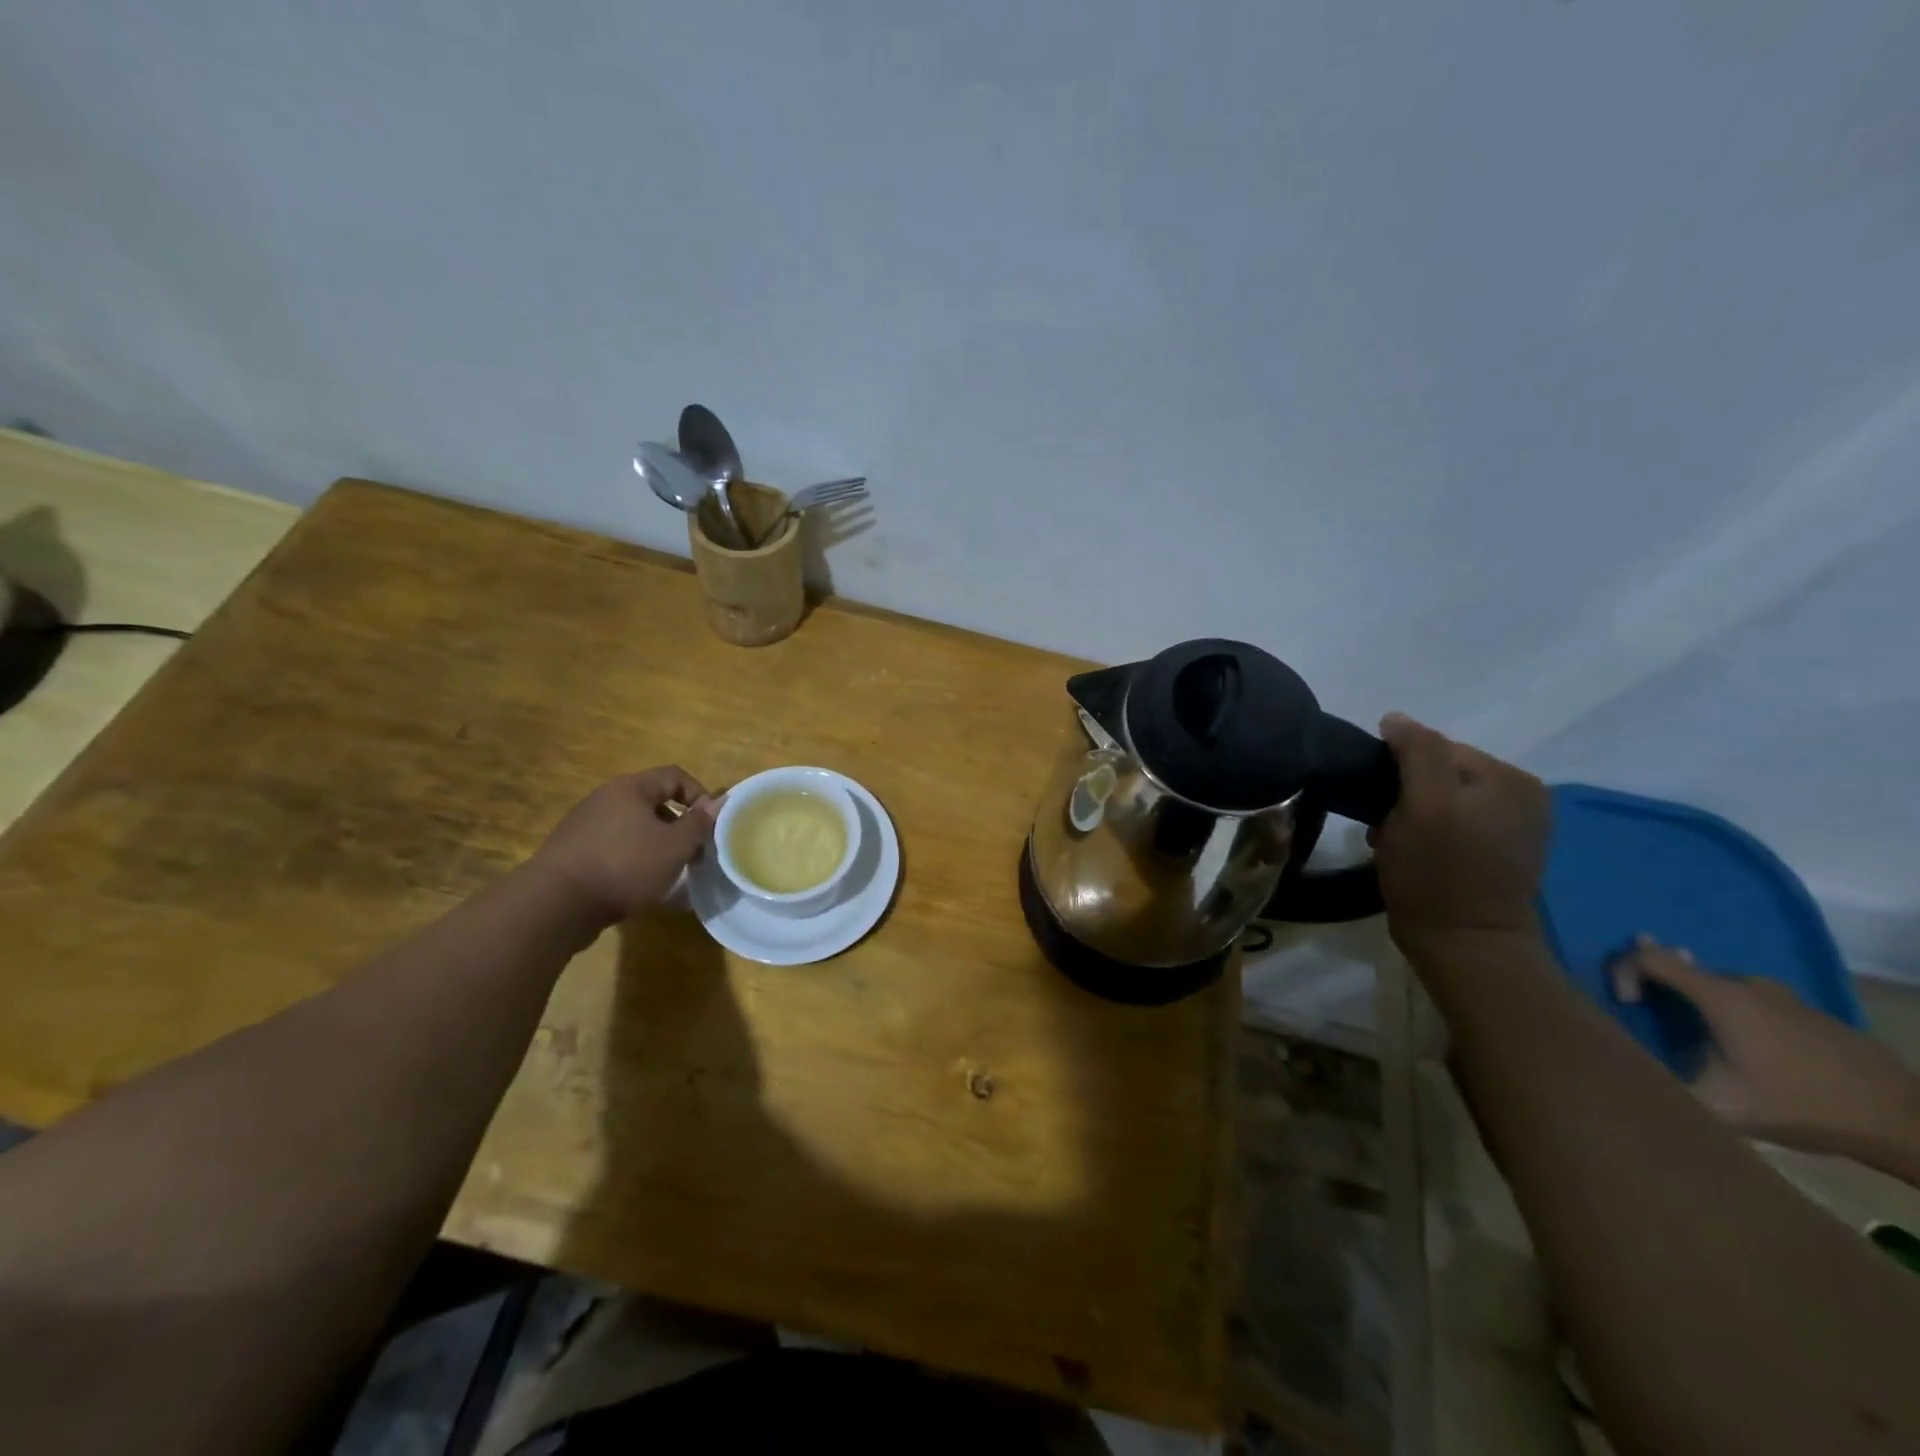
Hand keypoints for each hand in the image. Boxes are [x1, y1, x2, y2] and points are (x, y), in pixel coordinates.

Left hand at [530, 766, 719, 925]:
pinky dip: (632, 859)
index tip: (710, 825)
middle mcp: (605, 798)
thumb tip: (717, 804)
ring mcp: (584, 824)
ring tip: (668, 872)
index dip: (700, 795)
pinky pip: (613, 846)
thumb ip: (699, 823)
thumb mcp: (674, 847)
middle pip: (653, 802)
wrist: (555, 904)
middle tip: (692, 852)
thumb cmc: (624, 866)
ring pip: (633, 826)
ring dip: (656, 844)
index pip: (675, 776)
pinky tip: (637, 885)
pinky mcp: (572, 851)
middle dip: (678, 825)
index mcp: (630, 788)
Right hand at [1372, 713, 1551, 955]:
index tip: (1382, 806)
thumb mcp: (1423, 804)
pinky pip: (1453, 825)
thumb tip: (1396, 719)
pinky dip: (1428, 834)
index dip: (1399, 772)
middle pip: (1440, 774)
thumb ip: (1416, 752)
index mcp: (1511, 777)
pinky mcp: (1501, 855)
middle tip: (1387, 829)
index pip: (1437, 749)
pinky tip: (1416, 856)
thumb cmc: (1438, 874)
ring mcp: (1516, 827)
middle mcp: (1523, 796)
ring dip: (1411, 817)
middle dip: (1406, 795)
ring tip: (1396, 845)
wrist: (1466, 948)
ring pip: (1441, 800)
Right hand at [1614, 938, 1919, 1157]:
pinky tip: (1744, 1047)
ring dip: (1696, 999)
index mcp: (1719, 996)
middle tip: (1646, 1009)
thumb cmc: (1799, 1105)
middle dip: (1657, 983)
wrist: (1904, 1121)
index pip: (1649, 956)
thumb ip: (1665, 1082)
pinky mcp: (1810, 1014)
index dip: (1623, 970)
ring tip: (1692, 1031)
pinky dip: (1733, 1013)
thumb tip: (1625, 1071)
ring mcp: (1784, 997)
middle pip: (1683, 967)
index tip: (1628, 1004)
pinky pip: (1753, 1001)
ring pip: (1720, 985)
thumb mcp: (1720, 1105)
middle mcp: (1747, 985)